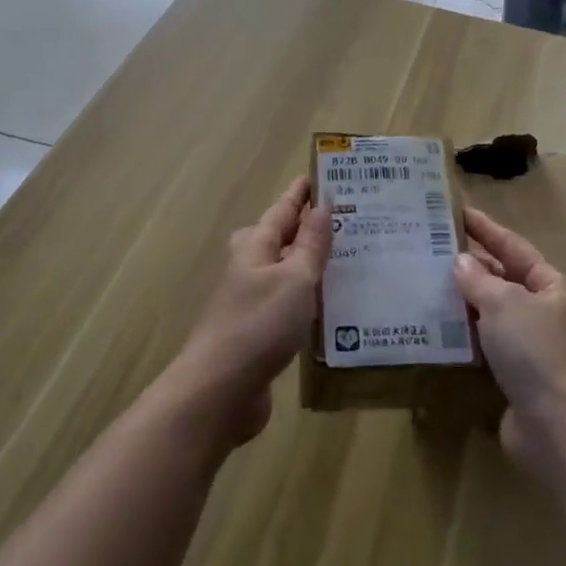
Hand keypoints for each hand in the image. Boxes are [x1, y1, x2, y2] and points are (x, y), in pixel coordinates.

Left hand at [173, 177, 330, 445]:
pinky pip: (287, 302)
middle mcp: (249, 268)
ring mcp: (250, 301)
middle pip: (277, 237)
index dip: (301, 193)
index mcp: (255, 246)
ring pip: (283, 271)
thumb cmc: (260, 324)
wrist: (220, 390)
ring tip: (345, 258)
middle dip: (305, 226)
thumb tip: (322, 205)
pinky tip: (328, 306)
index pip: (283, 209)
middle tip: (342, 220)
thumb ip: (311, 244)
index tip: (322, 176)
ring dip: (308, 262)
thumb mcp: (295, 278)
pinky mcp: (257, 332)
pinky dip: (306, 296)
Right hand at [454, 208, 565, 464]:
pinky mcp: (516, 379)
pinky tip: (437, 332)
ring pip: (492, 316)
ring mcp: (532, 349)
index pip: (514, 248)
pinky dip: (465, 338)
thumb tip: (461, 262)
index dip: (486, 229)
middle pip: (504, 281)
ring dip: (463, 304)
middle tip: (431, 252)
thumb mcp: (505, 304)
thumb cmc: (536, 352)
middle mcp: (545, 314)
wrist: (559, 429)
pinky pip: (486, 348)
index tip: (458, 213)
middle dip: (471, 268)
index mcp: (552, 288)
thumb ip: (479, 280)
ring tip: (426, 287)